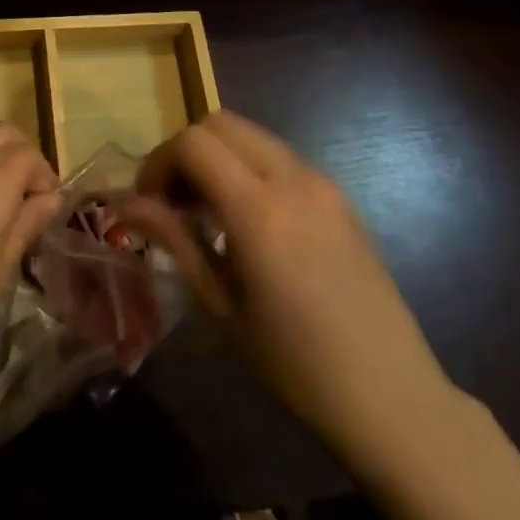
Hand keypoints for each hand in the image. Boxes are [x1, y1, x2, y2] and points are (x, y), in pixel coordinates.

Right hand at [122, 111, 459, 477]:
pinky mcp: (338, 193)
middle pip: (220, 123)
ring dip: (217, 156)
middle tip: (173, 200)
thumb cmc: (297, 365)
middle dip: (185, 151)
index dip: (159, 162)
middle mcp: (292, 179)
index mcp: (259, 210)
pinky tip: (247, 220)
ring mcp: (321, 181)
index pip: (193, 143)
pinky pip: (278, 156)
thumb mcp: (222, 306)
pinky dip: (248, 167)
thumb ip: (175, 240)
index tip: (148, 203)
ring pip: (250, 134)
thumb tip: (126, 204)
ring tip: (206, 210)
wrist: (393, 397)